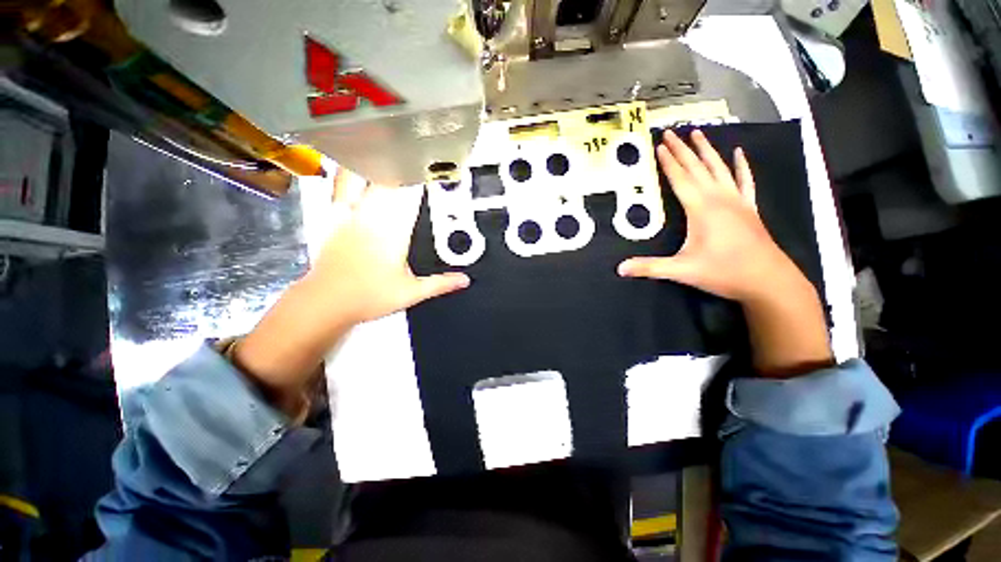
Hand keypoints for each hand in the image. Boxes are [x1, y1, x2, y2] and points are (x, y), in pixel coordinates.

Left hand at [234, 168, 468, 413]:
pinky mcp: (335, 215)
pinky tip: (349, 162)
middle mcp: (375, 214)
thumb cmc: (366, 295)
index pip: (414, 192)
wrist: (329, 299)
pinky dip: (348, 171)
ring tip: (385, 145)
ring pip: (367, 174)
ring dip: (377, 160)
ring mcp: (353, 211)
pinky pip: (342, 185)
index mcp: (397, 228)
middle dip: (404, 162)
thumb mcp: (409, 293)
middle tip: (413, 151)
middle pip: (391, 176)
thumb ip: (438, 283)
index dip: (425, 173)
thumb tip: (462, 280)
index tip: (435, 162)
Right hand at [619, 129, 832, 376]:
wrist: (763, 275)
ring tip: (697, 132)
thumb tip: (621, 269)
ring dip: (706, 149)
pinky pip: (745, 180)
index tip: (658, 145)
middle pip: (695, 166)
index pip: (679, 177)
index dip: (667, 161)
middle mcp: (716, 195)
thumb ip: (652, 268)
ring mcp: (735, 197)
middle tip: (670, 132)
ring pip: (718, 166)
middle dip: (681, 148)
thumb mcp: (684, 271)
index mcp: (698, 206)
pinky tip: (739, 152)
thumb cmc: (724, 271)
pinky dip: (742, 165)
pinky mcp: (749, 205)